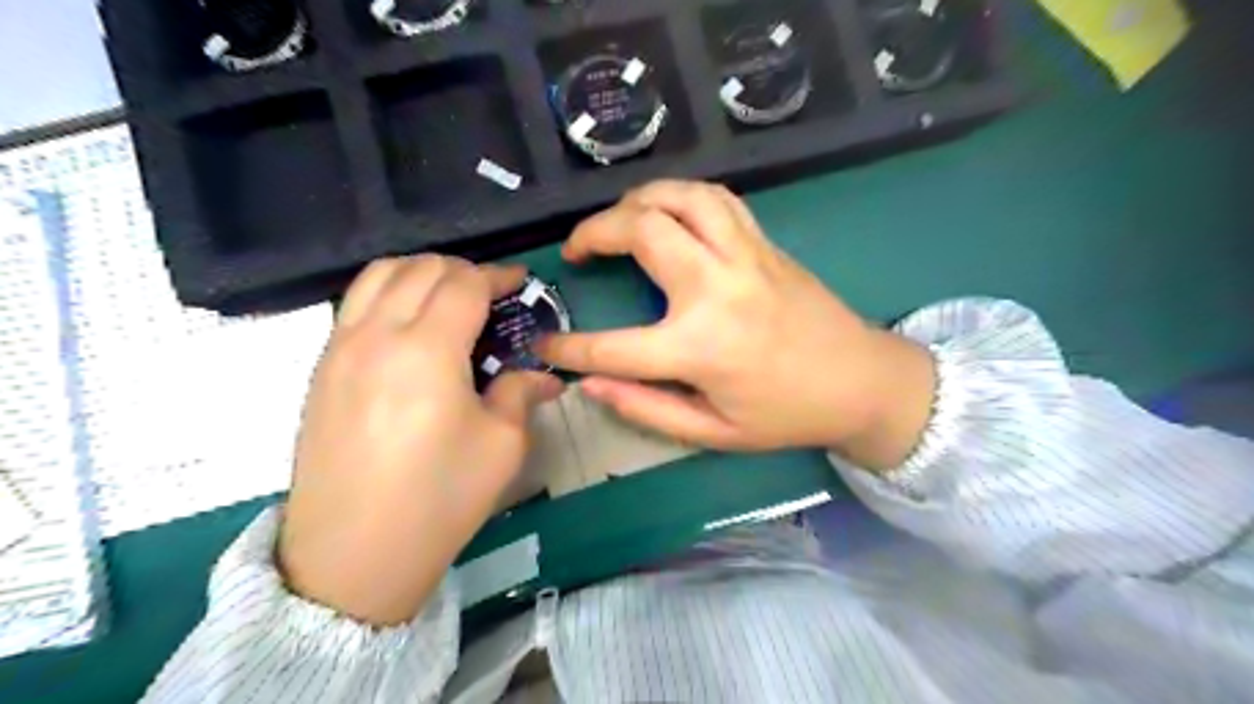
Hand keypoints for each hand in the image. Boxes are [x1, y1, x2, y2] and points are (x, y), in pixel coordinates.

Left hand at [284, 255, 563, 622]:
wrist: (354, 555)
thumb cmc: (440, 498)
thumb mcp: (501, 446)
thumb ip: (520, 393)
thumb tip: (544, 377)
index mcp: (427, 350)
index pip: (464, 284)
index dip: (498, 275)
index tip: (520, 282)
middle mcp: (377, 335)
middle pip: (421, 269)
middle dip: (463, 270)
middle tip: (491, 295)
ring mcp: (339, 348)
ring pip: (378, 275)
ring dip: (420, 273)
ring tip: (447, 298)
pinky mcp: (320, 369)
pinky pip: (355, 304)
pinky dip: (388, 293)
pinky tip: (409, 326)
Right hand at [535, 182, 934, 467]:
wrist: (861, 381)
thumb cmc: (787, 415)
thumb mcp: (713, 432)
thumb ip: (646, 408)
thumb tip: (588, 384)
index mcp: (700, 346)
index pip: (610, 346)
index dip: (567, 349)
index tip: (544, 345)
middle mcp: (717, 288)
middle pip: (641, 230)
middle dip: (594, 231)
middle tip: (578, 250)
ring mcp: (744, 256)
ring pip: (680, 195)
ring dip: (638, 199)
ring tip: (619, 220)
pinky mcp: (764, 242)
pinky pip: (717, 197)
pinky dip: (681, 194)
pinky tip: (669, 212)